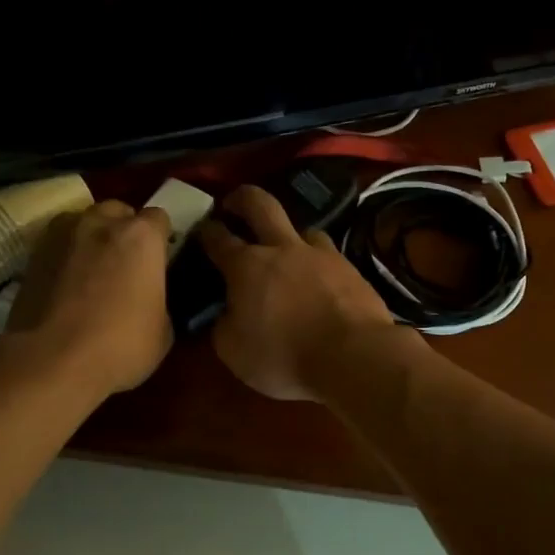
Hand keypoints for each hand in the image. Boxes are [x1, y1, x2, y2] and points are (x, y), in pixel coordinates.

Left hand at [5, 201, 173, 397]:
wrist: (51, 362)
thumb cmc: (120, 346)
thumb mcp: (162, 331)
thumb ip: (158, 300)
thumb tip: (148, 299)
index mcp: (141, 237)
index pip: (159, 219)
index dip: (161, 239)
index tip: (160, 260)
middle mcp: (101, 223)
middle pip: (118, 212)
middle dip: (125, 230)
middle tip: (127, 264)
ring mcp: (62, 234)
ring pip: (83, 222)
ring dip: (92, 238)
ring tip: (92, 271)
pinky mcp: (32, 254)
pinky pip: (58, 245)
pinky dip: (66, 257)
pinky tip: (67, 285)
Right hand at [196, 185, 403, 401]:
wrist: (353, 356)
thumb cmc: (284, 356)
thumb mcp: (235, 352)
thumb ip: (225, 326)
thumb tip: (227, 314)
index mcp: (247, 266)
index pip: (218, 238)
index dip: (206, 231)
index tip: (201, 228)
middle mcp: (283, 248)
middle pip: (261, 204)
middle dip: (243, 198)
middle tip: (234, 202)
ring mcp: (322, 255)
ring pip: (303, 228)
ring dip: (290, 234)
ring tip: (288, 250)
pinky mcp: (352, 269)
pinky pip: (330, 256)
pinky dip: (320, 263)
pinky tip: (321, 278)